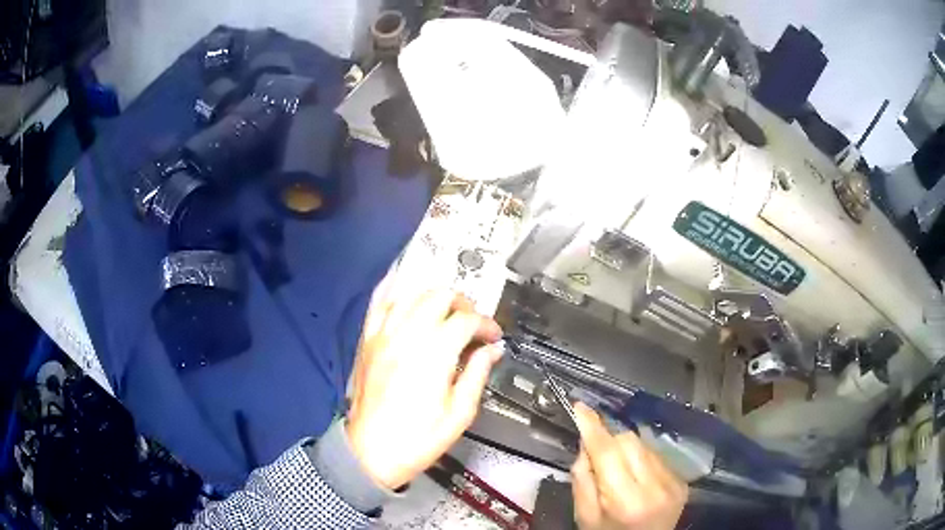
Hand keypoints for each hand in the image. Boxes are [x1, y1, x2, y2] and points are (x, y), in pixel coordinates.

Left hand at [346, 290, 502, 489]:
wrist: (371, 451)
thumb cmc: (419, 438)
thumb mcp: (460, 414)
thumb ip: (477, 374)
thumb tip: (491, 351)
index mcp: (434, 354)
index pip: (466, 320)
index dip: (486, 324)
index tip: (494, 337)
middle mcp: (407, 335)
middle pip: (440, 296)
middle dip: (463, 305)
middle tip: (473, 325)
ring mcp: (383, 335)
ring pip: (412, 294)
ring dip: (434, 298)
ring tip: (446, 314)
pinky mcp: (367, 340)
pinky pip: (380, 304)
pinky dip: (396, 294)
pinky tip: (408, 297)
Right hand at [571, 403, 687, 529]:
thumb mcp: (584, 516)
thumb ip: (582, 480)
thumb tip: (586, 444)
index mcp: (626, 500)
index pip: (608, 453)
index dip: (593, 427)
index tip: (580, 407)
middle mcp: (656, 486)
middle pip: (629, 441)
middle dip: (609, 442)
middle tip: (597, 458)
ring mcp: (673, 482)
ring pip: (644, 444)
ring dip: (626, 450)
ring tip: (618, 472)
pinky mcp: (682, 481)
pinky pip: (656, 455)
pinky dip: (641, 459)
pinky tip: (636, 478)